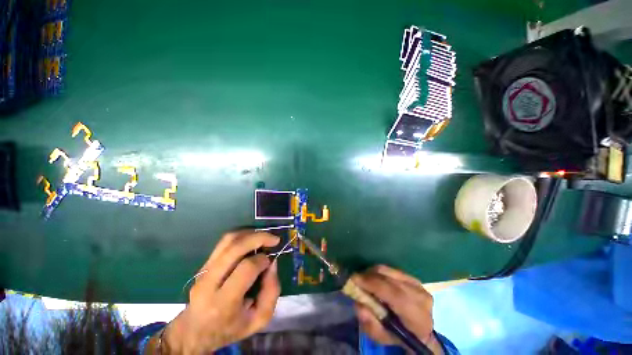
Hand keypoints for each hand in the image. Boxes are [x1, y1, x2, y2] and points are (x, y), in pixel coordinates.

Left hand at [158, 231, 280, 353]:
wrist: (195, 332)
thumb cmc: (229, 328)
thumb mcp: (258, 319)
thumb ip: (271, 292)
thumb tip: (272, 263)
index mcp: (223, 303)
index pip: (246, 268)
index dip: (263, 260)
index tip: (270, 261)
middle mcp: (209, 283)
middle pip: (235, 248)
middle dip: (259, 238)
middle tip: (274, 239)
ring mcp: (203, 271)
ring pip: (228, 240)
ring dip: (250, 234)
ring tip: (264, 237)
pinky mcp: (203, 264)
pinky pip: (224, 242)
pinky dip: (242, 235)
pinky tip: (252, 239)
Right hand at [352, 265, 443, 354]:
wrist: (421, 332)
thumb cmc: (400, 337)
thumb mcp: (383, 338)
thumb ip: (370, 324)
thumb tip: (358, 304)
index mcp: (417, 316)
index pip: (394, 294)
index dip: (372, 284)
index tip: (353, 279)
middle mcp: (419, 295)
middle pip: (388, 278)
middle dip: (368, 277)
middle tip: (355, 281)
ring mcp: (417, 284)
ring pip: (388, 271)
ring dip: (372, 274)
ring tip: (365, 282)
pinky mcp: (412, 277)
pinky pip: (390, 270)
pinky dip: (379, 273)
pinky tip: (375, 281)